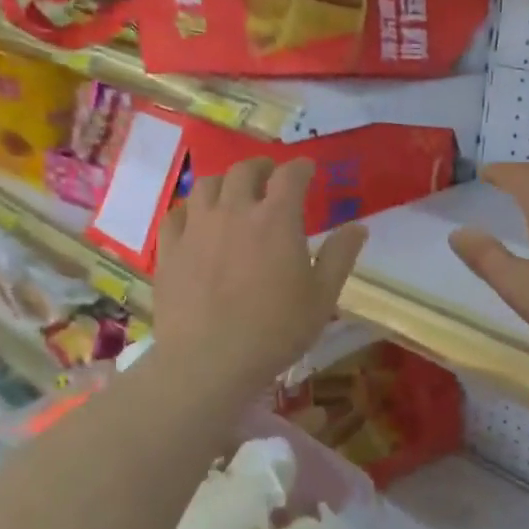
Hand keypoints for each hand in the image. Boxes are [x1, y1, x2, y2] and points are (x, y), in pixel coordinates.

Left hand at [154, 157, 367, 396]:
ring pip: (206, 185)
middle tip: (270, 176)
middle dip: (261, 167)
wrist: (209, 361)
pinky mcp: (170, 249)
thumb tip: (358, 227)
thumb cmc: (276, 330)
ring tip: (232, 193)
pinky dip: (190, 210)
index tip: (308, 170)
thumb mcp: (322, 297)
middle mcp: (234, 211)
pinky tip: (195, 221)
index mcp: (276, 219)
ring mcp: (196, 228)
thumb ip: (340, 256)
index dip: (301, 167)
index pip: (290, 175)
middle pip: (244, 170)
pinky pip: (176, 214)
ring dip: (224, 182)